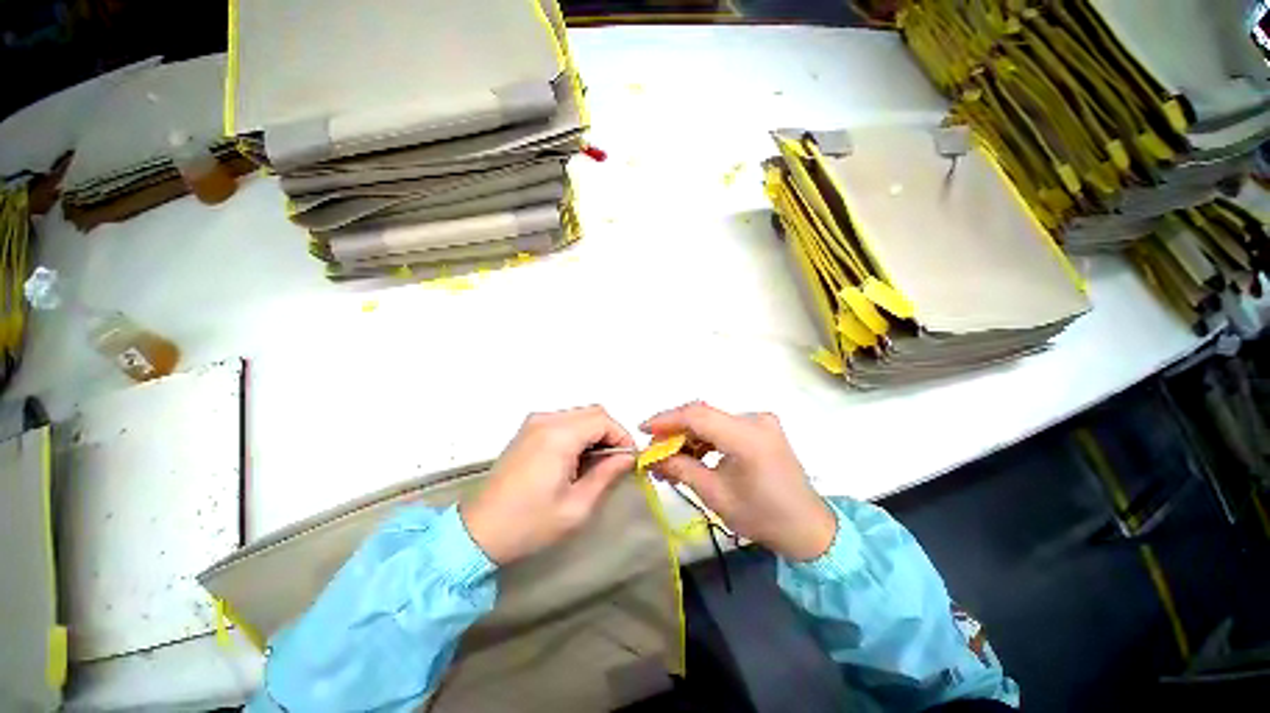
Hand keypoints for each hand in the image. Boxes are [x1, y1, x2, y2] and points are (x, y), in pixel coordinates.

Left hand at [461, 405, 635, 564]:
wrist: (479, 532)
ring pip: (580, 415)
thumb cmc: (529, 524)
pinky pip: (564, 421)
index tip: (629, 459)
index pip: (603, 420)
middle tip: (615, 463)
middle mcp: (546, 420)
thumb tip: (627, 458)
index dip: (622, 436)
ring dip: (595, 434)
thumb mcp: (577, 507)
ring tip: (596, 464)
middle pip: (593, 412)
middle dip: (610, 434)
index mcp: (558, 436)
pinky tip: (576, 459)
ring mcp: (534, 423)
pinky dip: (579, 434)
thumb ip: (606, 475)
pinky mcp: (528, 430)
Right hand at [641, 402, 835, 561]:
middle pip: (704, 415)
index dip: (667, 419)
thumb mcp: (716, 495)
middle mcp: (755, 420)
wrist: (807, 527)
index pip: (698, 415)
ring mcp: (760, 422)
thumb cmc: (762, 517)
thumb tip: (652, 457)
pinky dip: (706, 438)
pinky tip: (694, 455)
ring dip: (690, 435)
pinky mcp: (761, 428)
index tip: (643, 429)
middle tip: (655, 449)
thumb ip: (681, 469)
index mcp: (748, 437)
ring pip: (713, 420)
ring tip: (671, 457)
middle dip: (675, 430)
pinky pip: (725, 426)